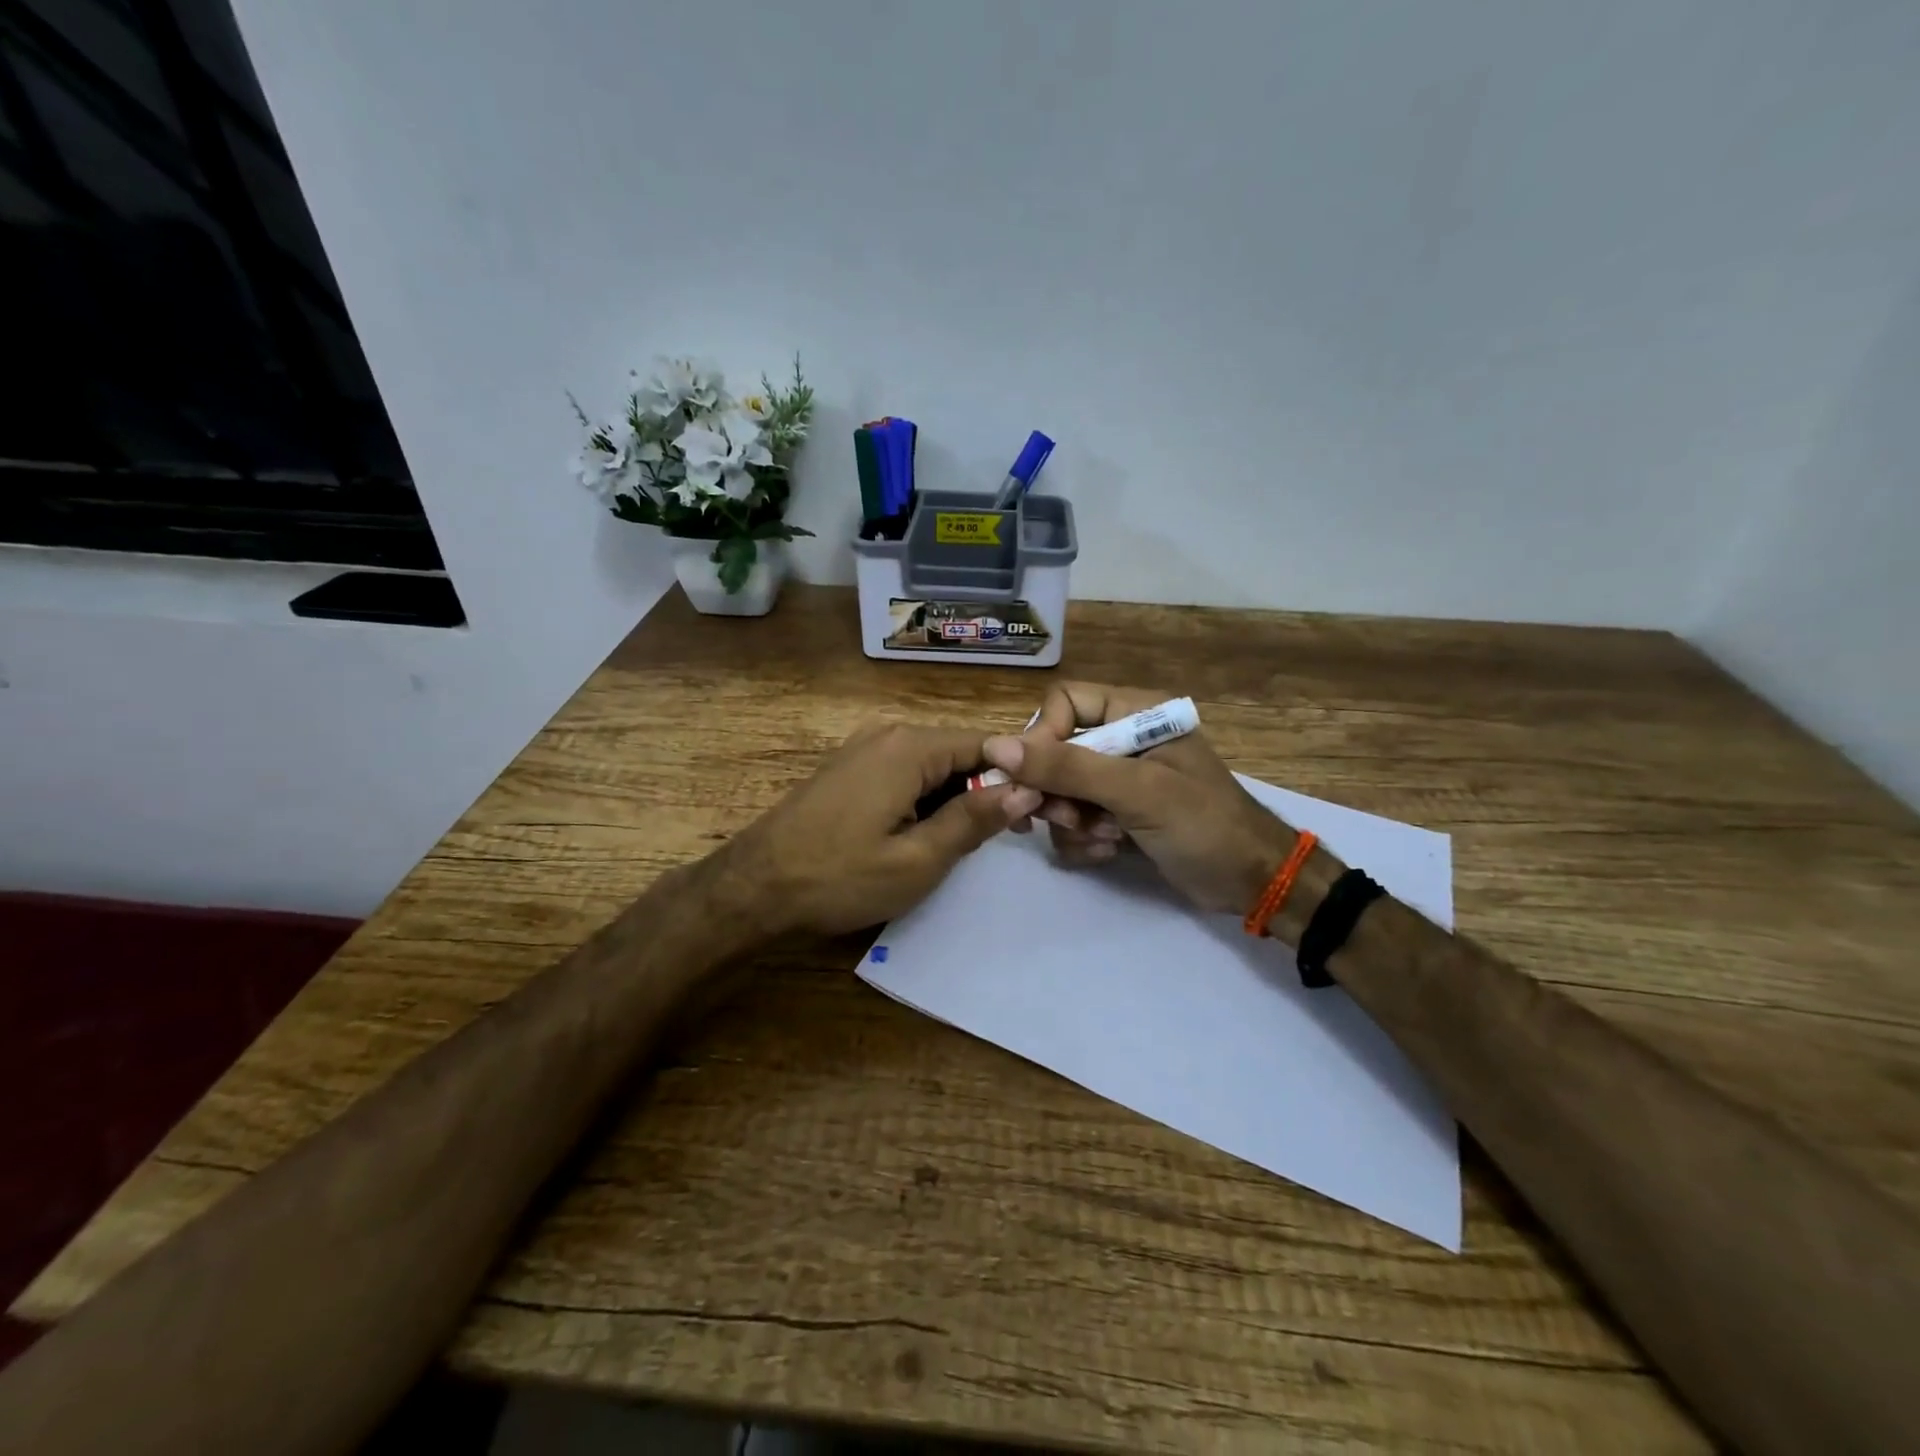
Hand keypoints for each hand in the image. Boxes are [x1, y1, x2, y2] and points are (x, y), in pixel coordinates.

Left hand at [721, 722, 1036, 936]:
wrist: (753, 889)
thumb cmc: (839, 877)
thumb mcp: (918, 859)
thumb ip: (974, 819)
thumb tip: (1025, 789)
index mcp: (909, 747)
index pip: (986, 742)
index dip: (1017, 774)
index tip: (1036, 814)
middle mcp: (887, 733)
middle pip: (957, 751)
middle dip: (984, 788)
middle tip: (1002, 839)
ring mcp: (862, 748)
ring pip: (930, 765)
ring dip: (953, 798)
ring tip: (962, 844)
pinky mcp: (847, 768)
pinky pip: (902, 773)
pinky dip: (922, 799)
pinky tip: (920, 835)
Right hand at [984, 683, 1303, 915]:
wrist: (1251, 882)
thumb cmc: (1202, 823)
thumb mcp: (1135, 790)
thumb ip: (1067, 767)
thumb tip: (996, 748)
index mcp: (1136, 713)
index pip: (1064, 703)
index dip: (1042, 737)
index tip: (1035, 778)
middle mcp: (1123, 740)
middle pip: (1055, 751)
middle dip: (1056, 791)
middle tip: (1068, 819)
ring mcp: (1118, 780)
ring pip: (1059, 790)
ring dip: (1071, 821)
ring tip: (1104, 839)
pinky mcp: (1116, 815)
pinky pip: (1074, 820)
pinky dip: (1083, 840)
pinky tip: (1109, 853)